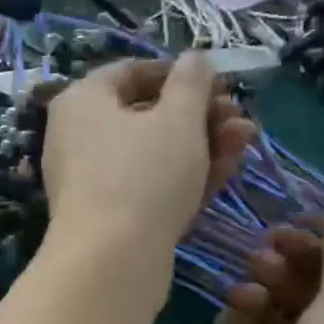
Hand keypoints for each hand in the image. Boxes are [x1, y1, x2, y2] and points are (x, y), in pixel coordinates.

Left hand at [41, 53, 257, 266]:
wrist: (111, 263)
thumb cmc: (143, 176)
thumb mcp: (178, 119)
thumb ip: (191, 83)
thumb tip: (193, 59)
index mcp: (82, 101)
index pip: (132, 72)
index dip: (180, 74)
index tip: (220, 84)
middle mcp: (77, 137)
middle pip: (146, 115)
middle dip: (200, 115)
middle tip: (241, 119)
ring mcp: (90, 180)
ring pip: (152, 153)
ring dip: (202, 145)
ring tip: (246, 141)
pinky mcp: (106, 217)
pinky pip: (146, 186)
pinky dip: (183, 177)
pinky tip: (227, 171)